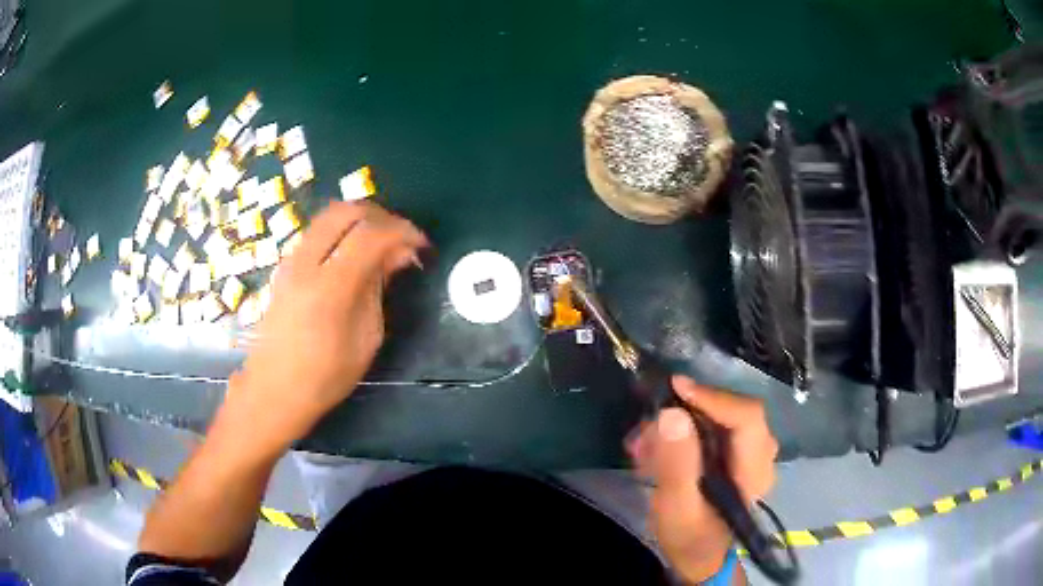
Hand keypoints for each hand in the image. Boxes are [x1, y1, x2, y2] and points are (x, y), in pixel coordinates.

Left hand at [224, 201, 427, 452]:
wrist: (274, 389)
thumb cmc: (325, 375)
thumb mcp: (366, 338)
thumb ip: (379, 288)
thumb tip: (399, 255)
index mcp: (330, 287)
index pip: (372, 234)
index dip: (403, 231)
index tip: (421, 246)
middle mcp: (307, 262)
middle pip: (347, 211)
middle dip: (381, 215)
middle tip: (401, 238)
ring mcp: (291, 261)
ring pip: (329, 216)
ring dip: (360, 221)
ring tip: (381, 245)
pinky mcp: (285, 266)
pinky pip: (318, 232)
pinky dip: (343, 231)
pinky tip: (355, 255)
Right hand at [628, 376, 777, 582]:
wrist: (699, 557)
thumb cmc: (690, 538)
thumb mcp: (676, 509)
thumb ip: (676, 466)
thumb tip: (672, 414)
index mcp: (755, 471)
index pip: (746, 417)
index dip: (713, 398)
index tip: (675, 387)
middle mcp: (761, 454)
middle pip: (731, 412)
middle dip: (686, 413)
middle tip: (647, 429)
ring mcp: (750, 452)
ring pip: (718, 418)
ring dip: (679, 424)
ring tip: (644, 446)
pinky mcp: (735, 454)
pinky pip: (712, 429)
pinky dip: (681, 433)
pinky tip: (655, 450)